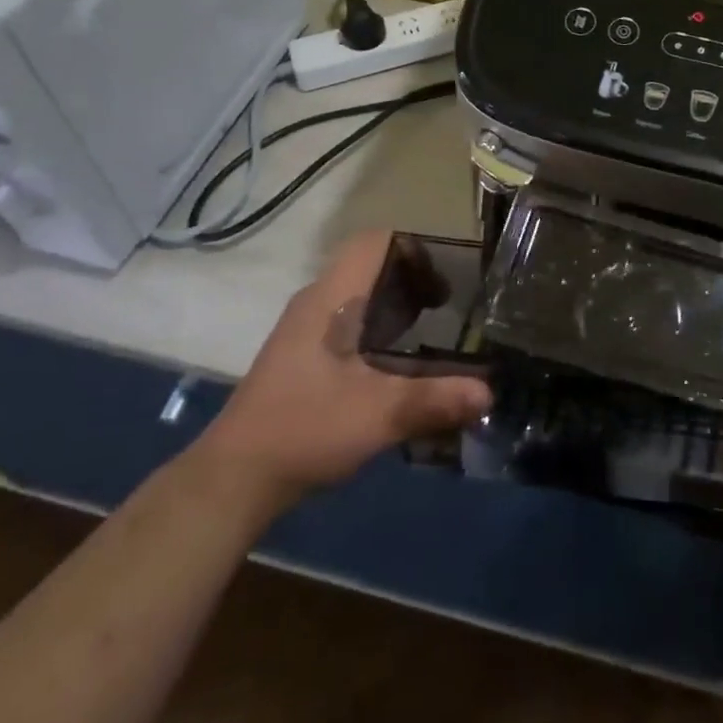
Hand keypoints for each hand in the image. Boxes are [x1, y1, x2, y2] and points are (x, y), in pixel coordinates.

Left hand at [196, 232, 491, 501]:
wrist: (234, 480)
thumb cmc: (304, 429)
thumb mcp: (376, 415)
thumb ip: (433, 400)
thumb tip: (488, 393)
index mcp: (330, 299)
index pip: (373, 242)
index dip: (414, 249)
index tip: (448, 277)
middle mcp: (317, 303)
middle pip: (371, 265)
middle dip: (414, 278)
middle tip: (452, 306)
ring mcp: (306, 330)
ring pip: (360, 294)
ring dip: (397, 304)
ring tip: (435, 330)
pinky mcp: (304, 356)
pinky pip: (350, 320)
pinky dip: (381, 326)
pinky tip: (400, 362)